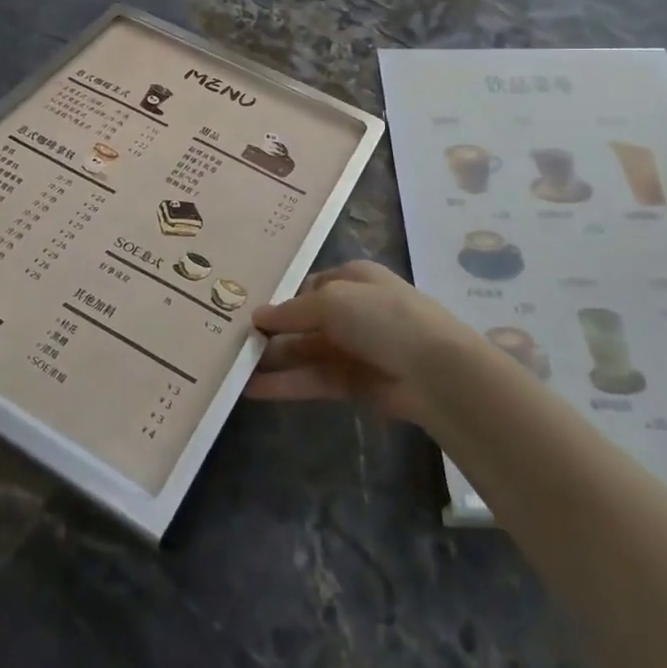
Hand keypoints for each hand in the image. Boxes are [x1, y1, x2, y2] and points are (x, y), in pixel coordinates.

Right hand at [245, 261, 476, 424]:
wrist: (434, 371)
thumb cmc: (383, 317)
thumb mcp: (332, 300)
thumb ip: (292, 311)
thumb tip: (257, 316)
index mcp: (353, 279)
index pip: (309, 286)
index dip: (281, 299)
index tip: (246, 311)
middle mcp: (352, 311)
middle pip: (304, 321)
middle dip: (272, 332)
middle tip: (231, 342)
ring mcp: (353, 349)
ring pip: (304, 352)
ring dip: (273, 360)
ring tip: (233, 368)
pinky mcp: (352, 384)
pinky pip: (312, 380)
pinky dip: (285, 384)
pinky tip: (251, 389)